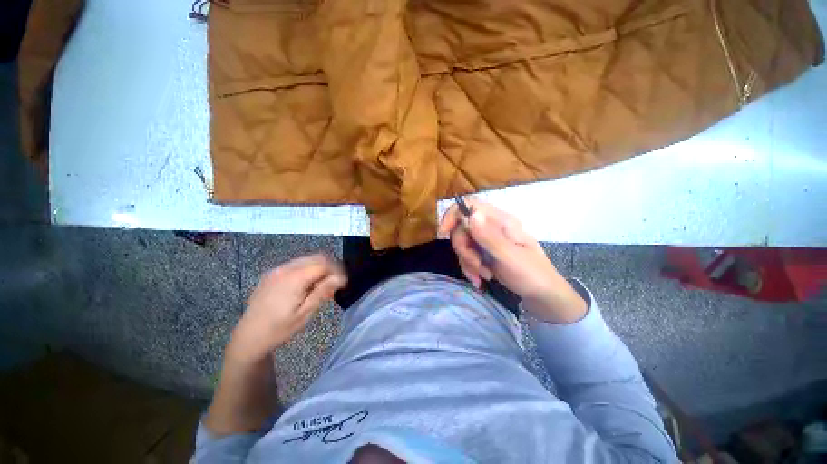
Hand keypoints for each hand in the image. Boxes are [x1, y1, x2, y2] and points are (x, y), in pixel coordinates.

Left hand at [227, 254, 346, 362]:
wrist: (248, 337)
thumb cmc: (279, 329)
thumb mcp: (304, 313)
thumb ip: (323, 291)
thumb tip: (341, 278)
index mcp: (294, 278)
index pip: (323, 264)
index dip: (337, 270)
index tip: (344, 282)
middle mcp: (285, 269)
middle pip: (316, 257)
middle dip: (331, 266)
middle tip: (337, 282)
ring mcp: (277, 270)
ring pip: (307, 259)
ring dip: (320, 267)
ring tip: (325, 284)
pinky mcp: (272, 274)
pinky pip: (296, 265)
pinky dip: (308, 269)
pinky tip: (309, 284)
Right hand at [439, 199, 586, 322]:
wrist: (543, 297)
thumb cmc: (531, 274)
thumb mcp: (509, 256)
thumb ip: (489, 237)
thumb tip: (471, 214)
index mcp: (500, 221)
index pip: (470, 205)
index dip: (453, 215)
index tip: (444, 233)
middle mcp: (491, 227)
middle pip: (462, 228)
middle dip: (464, 249)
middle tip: (477, 265)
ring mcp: (487, 241)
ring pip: (463, 244)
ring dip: (468, 262)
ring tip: (484, 276)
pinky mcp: (484, 254)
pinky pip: (467, 257)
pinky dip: (470, 269)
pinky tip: (479, 280)